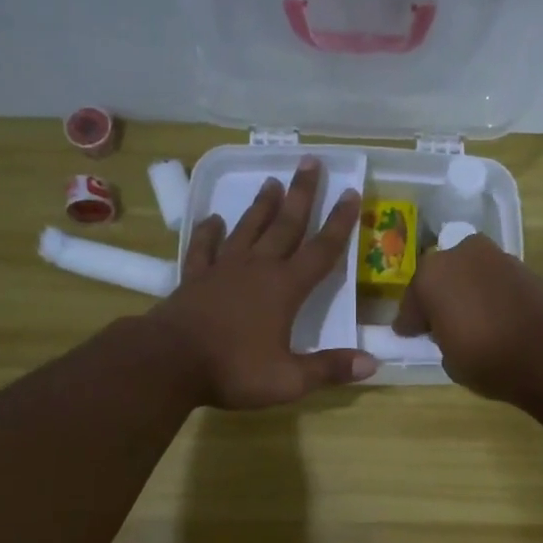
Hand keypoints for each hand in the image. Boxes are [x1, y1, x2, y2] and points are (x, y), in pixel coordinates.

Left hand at [148, 157, 377, 409]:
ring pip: (248, 228)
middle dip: (302, 195)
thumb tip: (372, 364)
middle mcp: (257, 269)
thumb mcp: (289, 379)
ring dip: (262, 206)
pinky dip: (209, 231)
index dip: (339, 223)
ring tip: (271, 181)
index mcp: (285, 289)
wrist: (169, 362)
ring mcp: (222, 269)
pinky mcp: (194, 278)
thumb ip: (329, 369)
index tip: (351, 193)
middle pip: (285, 225)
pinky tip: (212, 219)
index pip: (321, 250)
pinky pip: (204, 247)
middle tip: (310, 162)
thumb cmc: (234, 370)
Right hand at [392, 235, 542, 402]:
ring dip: (465, 293)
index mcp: (430, 277)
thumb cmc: (488, 359)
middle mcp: (459, 256)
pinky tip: (492, 316)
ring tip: (468, 321)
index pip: (412, 303)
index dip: (410, 323)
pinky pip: (492, 280)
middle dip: (438, 299)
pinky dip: (488, 294)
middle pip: (440, 279)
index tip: (408, 335)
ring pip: (468, 275)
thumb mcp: (450, 360)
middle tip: (438, 325)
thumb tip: (451, 331)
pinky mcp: (522, 265)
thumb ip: (442, 338)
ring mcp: (493, 256)